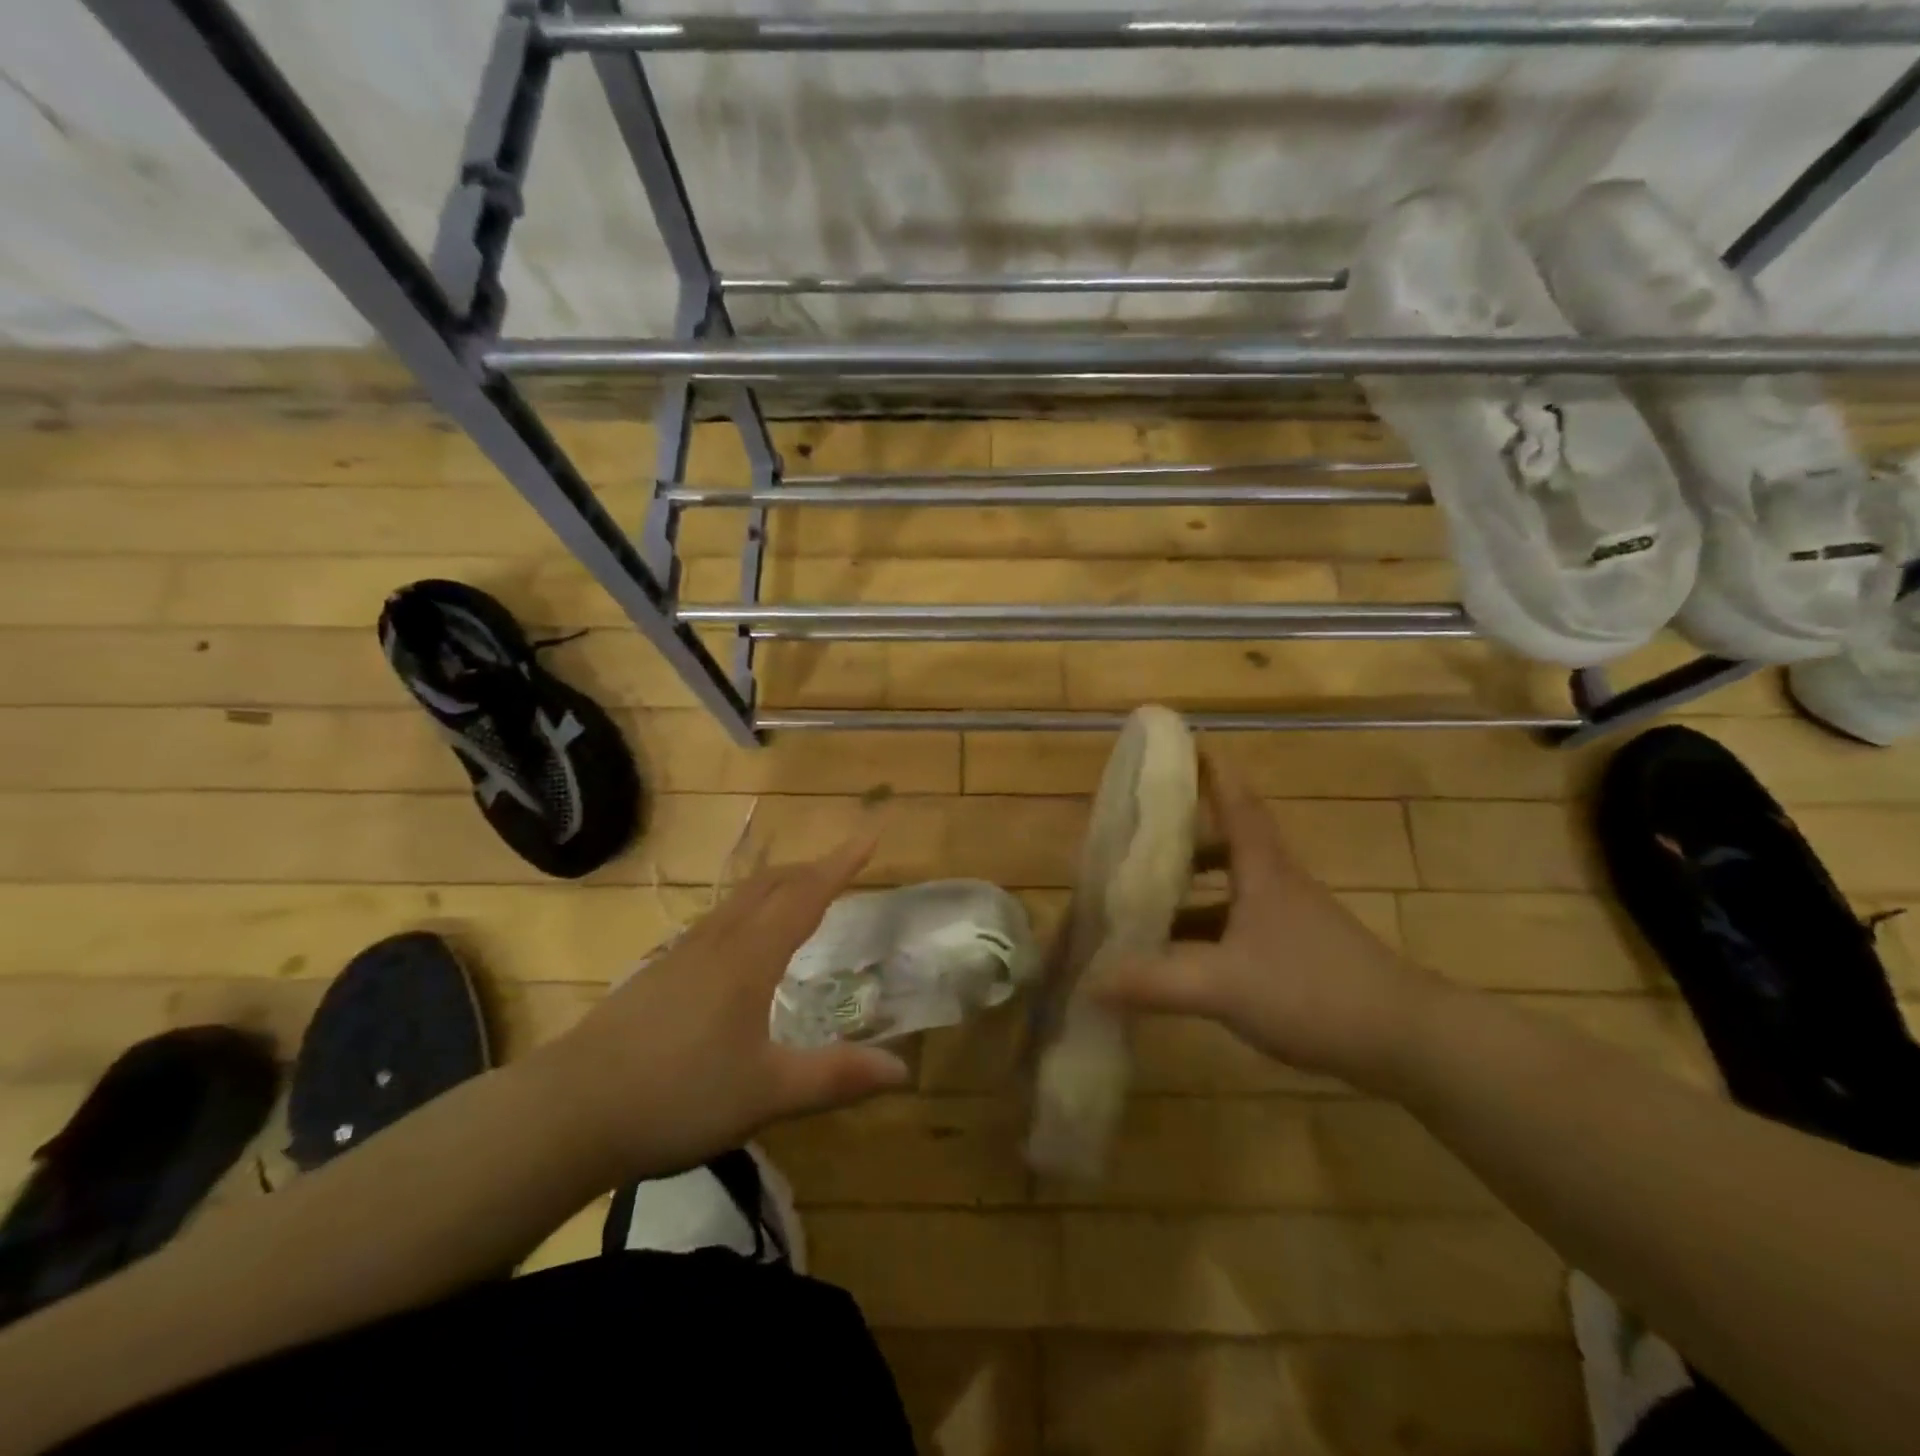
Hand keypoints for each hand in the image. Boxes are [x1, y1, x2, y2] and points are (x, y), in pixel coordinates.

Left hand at [530, 837, 910, 1179]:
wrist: (567, 1112)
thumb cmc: (677, 1095)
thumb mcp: (767, 1093)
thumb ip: (835, 1077)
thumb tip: (903, 1069)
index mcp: (750, 958)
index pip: (807, 896)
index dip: (842, 864)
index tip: (870, 835)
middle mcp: (718, 943)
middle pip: (770, 886)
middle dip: (810, 869)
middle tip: (841, 868)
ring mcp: (681, 955)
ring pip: (738, 902)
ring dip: (776, 887)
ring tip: (797, 897)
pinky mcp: (656, 976)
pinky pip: (716, 924)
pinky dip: (746, 913)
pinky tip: (739, 947)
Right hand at [1089, 749, 1444, 1090]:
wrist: (1407, 1041)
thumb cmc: (1314, 990)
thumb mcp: (1224, 985)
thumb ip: (1154, 982)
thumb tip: (1089, 980)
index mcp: (1262, 869)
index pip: (1235, 801)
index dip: (1211, 770)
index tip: (1183, 744)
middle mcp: (1274, 884)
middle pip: (1226, 842)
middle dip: (1183, 834)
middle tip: (1137, 834)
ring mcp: (1287, 921)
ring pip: (1230, 889)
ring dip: (1190, 890)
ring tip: (1142, 901)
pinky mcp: (1295, 955)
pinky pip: (1237, 928)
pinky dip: (1204, 933)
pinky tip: (1178, 959)